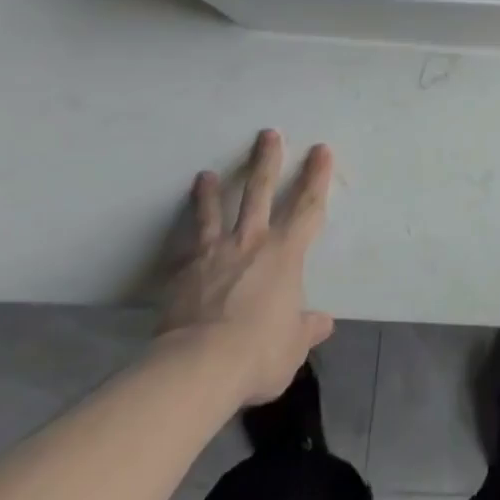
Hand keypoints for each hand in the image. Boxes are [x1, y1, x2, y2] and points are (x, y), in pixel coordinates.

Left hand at [157, 130, 334, 406]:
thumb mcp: (292, 347)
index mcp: (286, 253)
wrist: (198, 365)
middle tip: (268, 134)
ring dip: (211, 191)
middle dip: (266, 161)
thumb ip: (306, 329)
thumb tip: (323, 324)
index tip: (320, 149)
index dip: (316, 177)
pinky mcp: (183, 273)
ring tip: (205, 174)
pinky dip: (181, 239)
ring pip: (214, 212)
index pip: (307, 206)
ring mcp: (215, 253)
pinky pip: (184, 248)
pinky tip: (176, 233)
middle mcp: (252, 242)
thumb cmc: (257, 352)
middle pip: (260, 191)